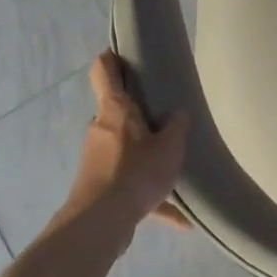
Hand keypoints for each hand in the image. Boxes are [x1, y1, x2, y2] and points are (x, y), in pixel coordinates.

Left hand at [63, 52, 190, 229]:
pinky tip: (180, 220)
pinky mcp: (98, 186)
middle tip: (165, 119)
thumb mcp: (170, 147)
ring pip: (125, 151)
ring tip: (174, 171)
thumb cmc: (136, 172)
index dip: (112, 59)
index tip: (123, 55)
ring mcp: (96, 158)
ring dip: (145, 158)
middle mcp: (100, 129)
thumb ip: (177, 127)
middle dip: (138, 116)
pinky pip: (129, 185)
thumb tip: (177, 115)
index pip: (105, 71)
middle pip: (117, 113)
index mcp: (115, 109)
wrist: (101, 221)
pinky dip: (151, 198)